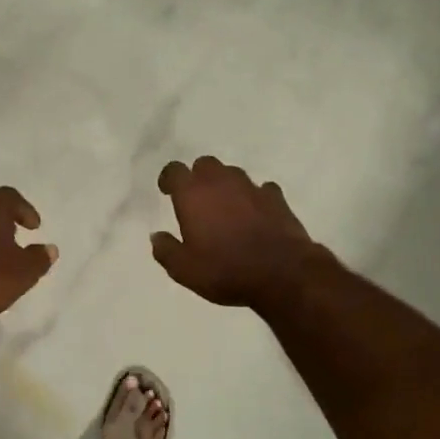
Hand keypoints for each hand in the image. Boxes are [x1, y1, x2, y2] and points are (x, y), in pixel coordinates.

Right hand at [152, 157, 325, 308]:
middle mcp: (221, 182)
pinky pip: (261, 190)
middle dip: (198, 178)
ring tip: (225, 208)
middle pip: (205, 164)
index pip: (174, 170)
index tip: (167, 191)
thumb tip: (156, 237)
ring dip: (226, 186)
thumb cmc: (225, 270)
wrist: (282, 273)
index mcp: (193, 194)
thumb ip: (166, 250)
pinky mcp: (277, 198)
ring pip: (233, 173)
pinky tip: (256, 214)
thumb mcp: (184, 270)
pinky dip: (255, 198)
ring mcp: (252, 187)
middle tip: (196, 200)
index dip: (169, 179)